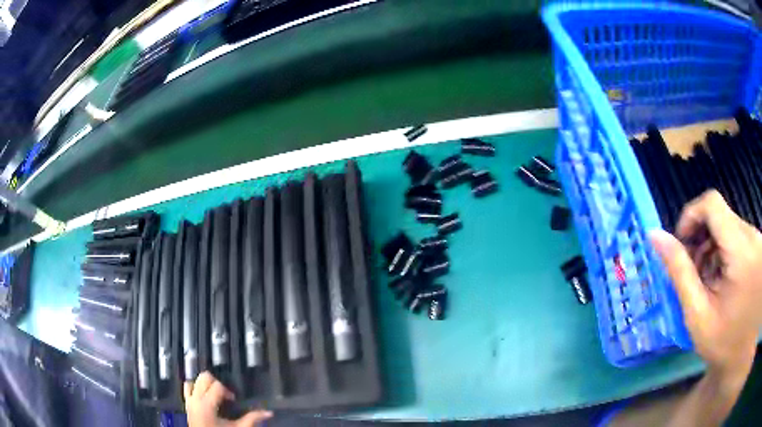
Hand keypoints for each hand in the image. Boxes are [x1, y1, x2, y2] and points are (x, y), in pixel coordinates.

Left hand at [184, 372, 271, 426]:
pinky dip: (194, 387)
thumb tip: (269, 412)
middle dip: (216, 384)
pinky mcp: (186, 404)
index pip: (217, 386)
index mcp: (207, 404)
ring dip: (204, 385)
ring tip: (214, 395)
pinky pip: (186, 387)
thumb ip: (252, 419)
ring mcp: (189, 401)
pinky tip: (204, 396)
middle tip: (224, 396)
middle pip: (204, 378)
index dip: (227, 392)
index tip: (233, 401)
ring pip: (194, 380)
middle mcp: (195, 399)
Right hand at [650, 190, 761, 376]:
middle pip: (721, 216)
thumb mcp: (698, 314)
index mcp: (740, 250)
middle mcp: (752, 236)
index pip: (712, 204)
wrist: (743, 353)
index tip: (682, 244)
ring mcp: (757, 241)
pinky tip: (723, 282)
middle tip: (694, 275)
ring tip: (709, 283)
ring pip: (730, 226)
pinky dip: (726, 253)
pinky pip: (739, 237)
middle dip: (702, 240)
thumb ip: (680, 272)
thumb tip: (655, 236)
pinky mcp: (758, 248)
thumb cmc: (723, 343)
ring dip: (714, 249)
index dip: (691, 215)